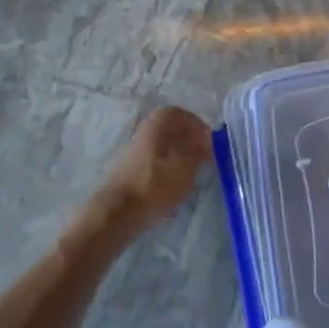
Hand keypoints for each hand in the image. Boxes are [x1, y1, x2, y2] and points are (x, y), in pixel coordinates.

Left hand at [96, 106, 212, 235]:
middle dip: (190, 143)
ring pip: (164, 148)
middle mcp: (145, 129)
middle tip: (204, 160)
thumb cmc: (156, 184)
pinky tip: (174, 189)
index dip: (199, 127)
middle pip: (173, 130)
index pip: (183, 115)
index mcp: (159, 122)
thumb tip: (206, 141)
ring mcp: (135, 150)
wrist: (118, 212)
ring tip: (191, 177)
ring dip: (180, 158)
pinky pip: (156, 164)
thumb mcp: (186, 166)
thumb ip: (199, 150)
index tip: (211, 144)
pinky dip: (168, 172)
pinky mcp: (131, 169)